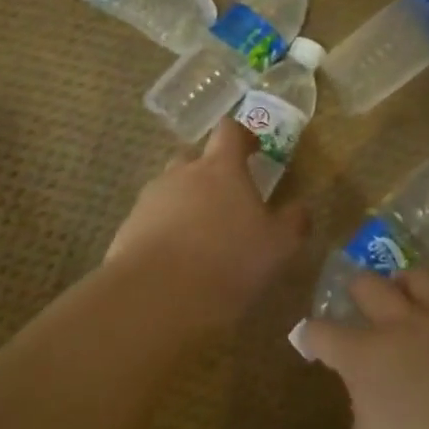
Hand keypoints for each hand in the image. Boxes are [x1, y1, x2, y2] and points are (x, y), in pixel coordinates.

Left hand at [104, 119, 310, 335]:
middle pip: (194, 158)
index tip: (254, 151)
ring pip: (170, 190)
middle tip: (226, 199)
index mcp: (221, 168)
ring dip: (185, 204)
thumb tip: (301, 208)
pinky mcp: (127, 229)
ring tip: (200, 237)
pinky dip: (163, 232)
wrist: (154, 298)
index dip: (242, 136)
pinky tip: (175, 262)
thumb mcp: (278, 246)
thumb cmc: (228, 262)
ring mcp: (150, 200)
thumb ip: (293, 222)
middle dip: (209, 172)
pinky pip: (150, 220)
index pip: (229, 131)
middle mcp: (182, 174)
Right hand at [300, 272, 428, 428]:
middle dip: (355, 291)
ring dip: (404, 285)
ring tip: (404, 295)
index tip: (307, 337)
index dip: (312, 335)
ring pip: (419, 277)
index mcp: (369, 357)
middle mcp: (405, 324)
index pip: (325, 333)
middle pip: (369, 286)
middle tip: (355, 300)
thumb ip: (367, 414)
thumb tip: (374, 392)